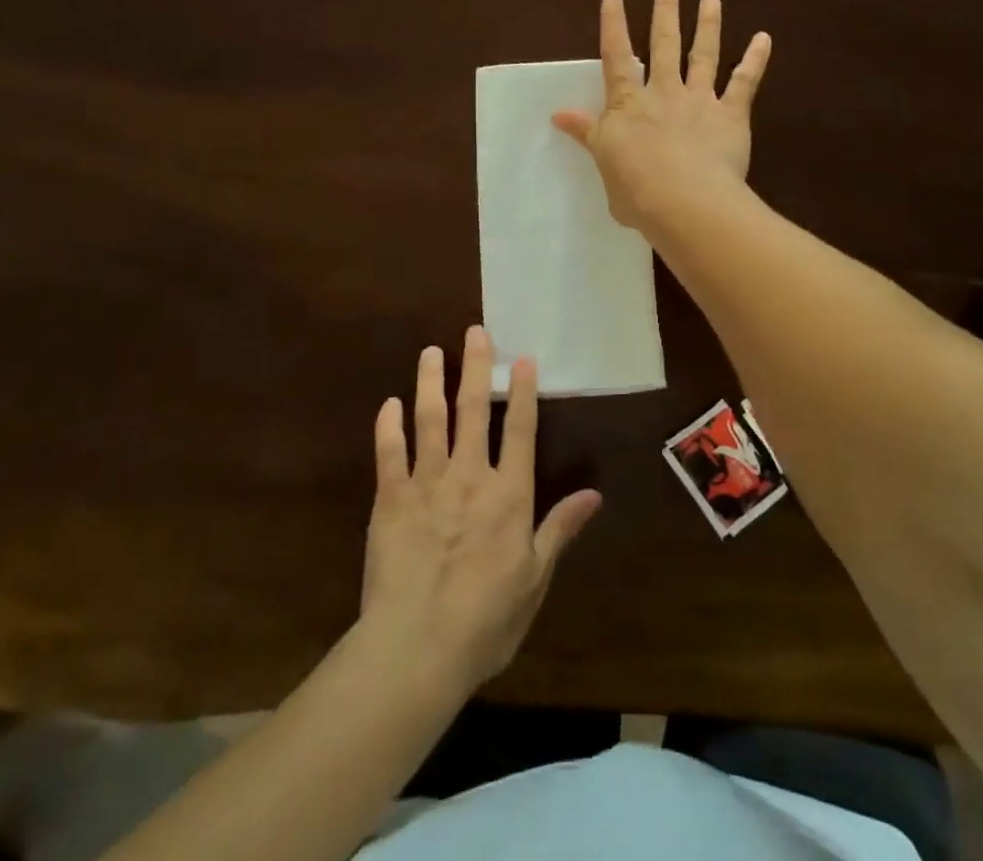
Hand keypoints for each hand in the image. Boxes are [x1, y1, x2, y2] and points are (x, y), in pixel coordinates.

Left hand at [361, 327, 601, 695]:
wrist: (416, 649)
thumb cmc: (485, 620)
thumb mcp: (535, 579)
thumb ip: (560, 529)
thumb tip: (594, 494)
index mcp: (509, 494)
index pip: (521, 430)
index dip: (523, 392)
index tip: (522, 358)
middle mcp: (469, 476)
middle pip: (474, 411)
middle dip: (476, 368)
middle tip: (475, 332)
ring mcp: (426, 484)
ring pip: (430, 420)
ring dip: (431, 383)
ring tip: (431, 352)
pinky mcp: (390, 500)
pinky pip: (388, 454)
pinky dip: (388, 426)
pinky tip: (389, 404)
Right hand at [552, 0, 771, 230]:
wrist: (684, 202)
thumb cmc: (636, 190)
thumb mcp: (603, 161)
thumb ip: (588, 134)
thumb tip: (559, 114)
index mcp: (628, 105)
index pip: (617, 57)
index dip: (614, 25)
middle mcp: (664, 93)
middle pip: (664, 45)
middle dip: (666, 12)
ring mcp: (699, 101)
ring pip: (704, 56)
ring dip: (707, 25)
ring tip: (711, 0)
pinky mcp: (731, 115)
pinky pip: (745, 83)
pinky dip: (755, 60)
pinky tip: (764, 39)